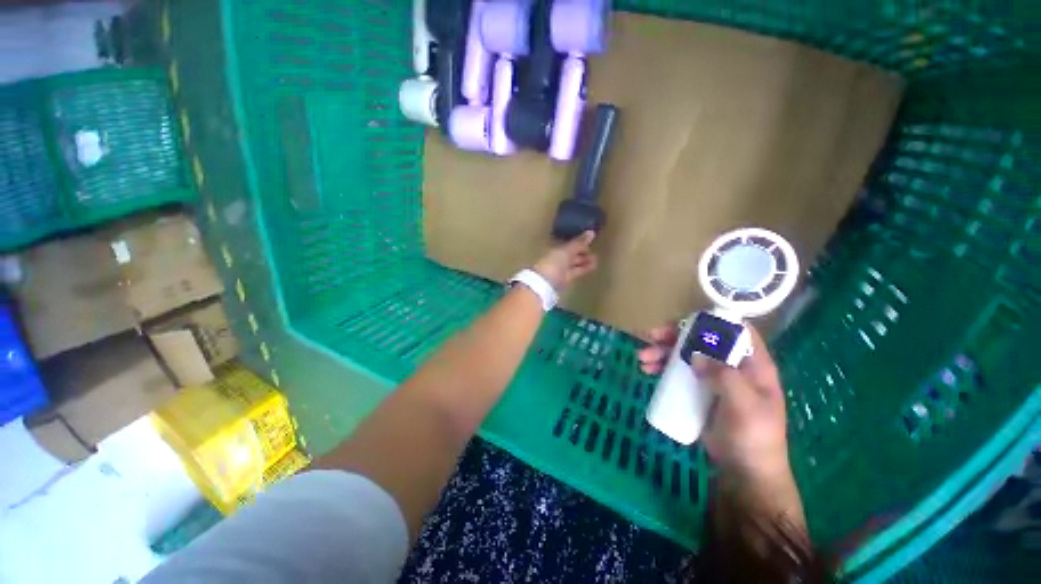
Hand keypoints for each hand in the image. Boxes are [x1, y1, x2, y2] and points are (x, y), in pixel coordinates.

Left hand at [532, 231, 597, 291]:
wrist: (544, 284)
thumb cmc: (553, 263)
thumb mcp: (566, 251)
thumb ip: (578, 243)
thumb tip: (591, 232)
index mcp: (555, 249)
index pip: (568, 245)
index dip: (578, 243)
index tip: (590, 241)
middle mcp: (557, 258)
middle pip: (571, 254)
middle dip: (582, 253)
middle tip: (594, 252)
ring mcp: (561, 270)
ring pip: (574, 264)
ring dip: (584, 261)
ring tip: (596, 260)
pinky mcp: (565, 280)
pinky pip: (576, 272)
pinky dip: (584, 269)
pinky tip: (592, 267)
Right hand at [638, 323, 790, 482]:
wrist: (744, 471)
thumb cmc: (753, 437)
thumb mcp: (745, 407)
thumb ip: (725, 378)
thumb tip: (695, 354)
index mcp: (751, 364)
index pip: (734, 330)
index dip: (710, 321)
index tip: (684, 323)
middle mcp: (730, 364)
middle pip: (700, 339)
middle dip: (673, 335)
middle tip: (650, 338)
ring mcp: (712, 376)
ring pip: (684, 353)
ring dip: (661, 350)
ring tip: (642, 358)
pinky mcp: (697, 389)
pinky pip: (677, 370)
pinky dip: (661, 366)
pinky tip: (647, 369)